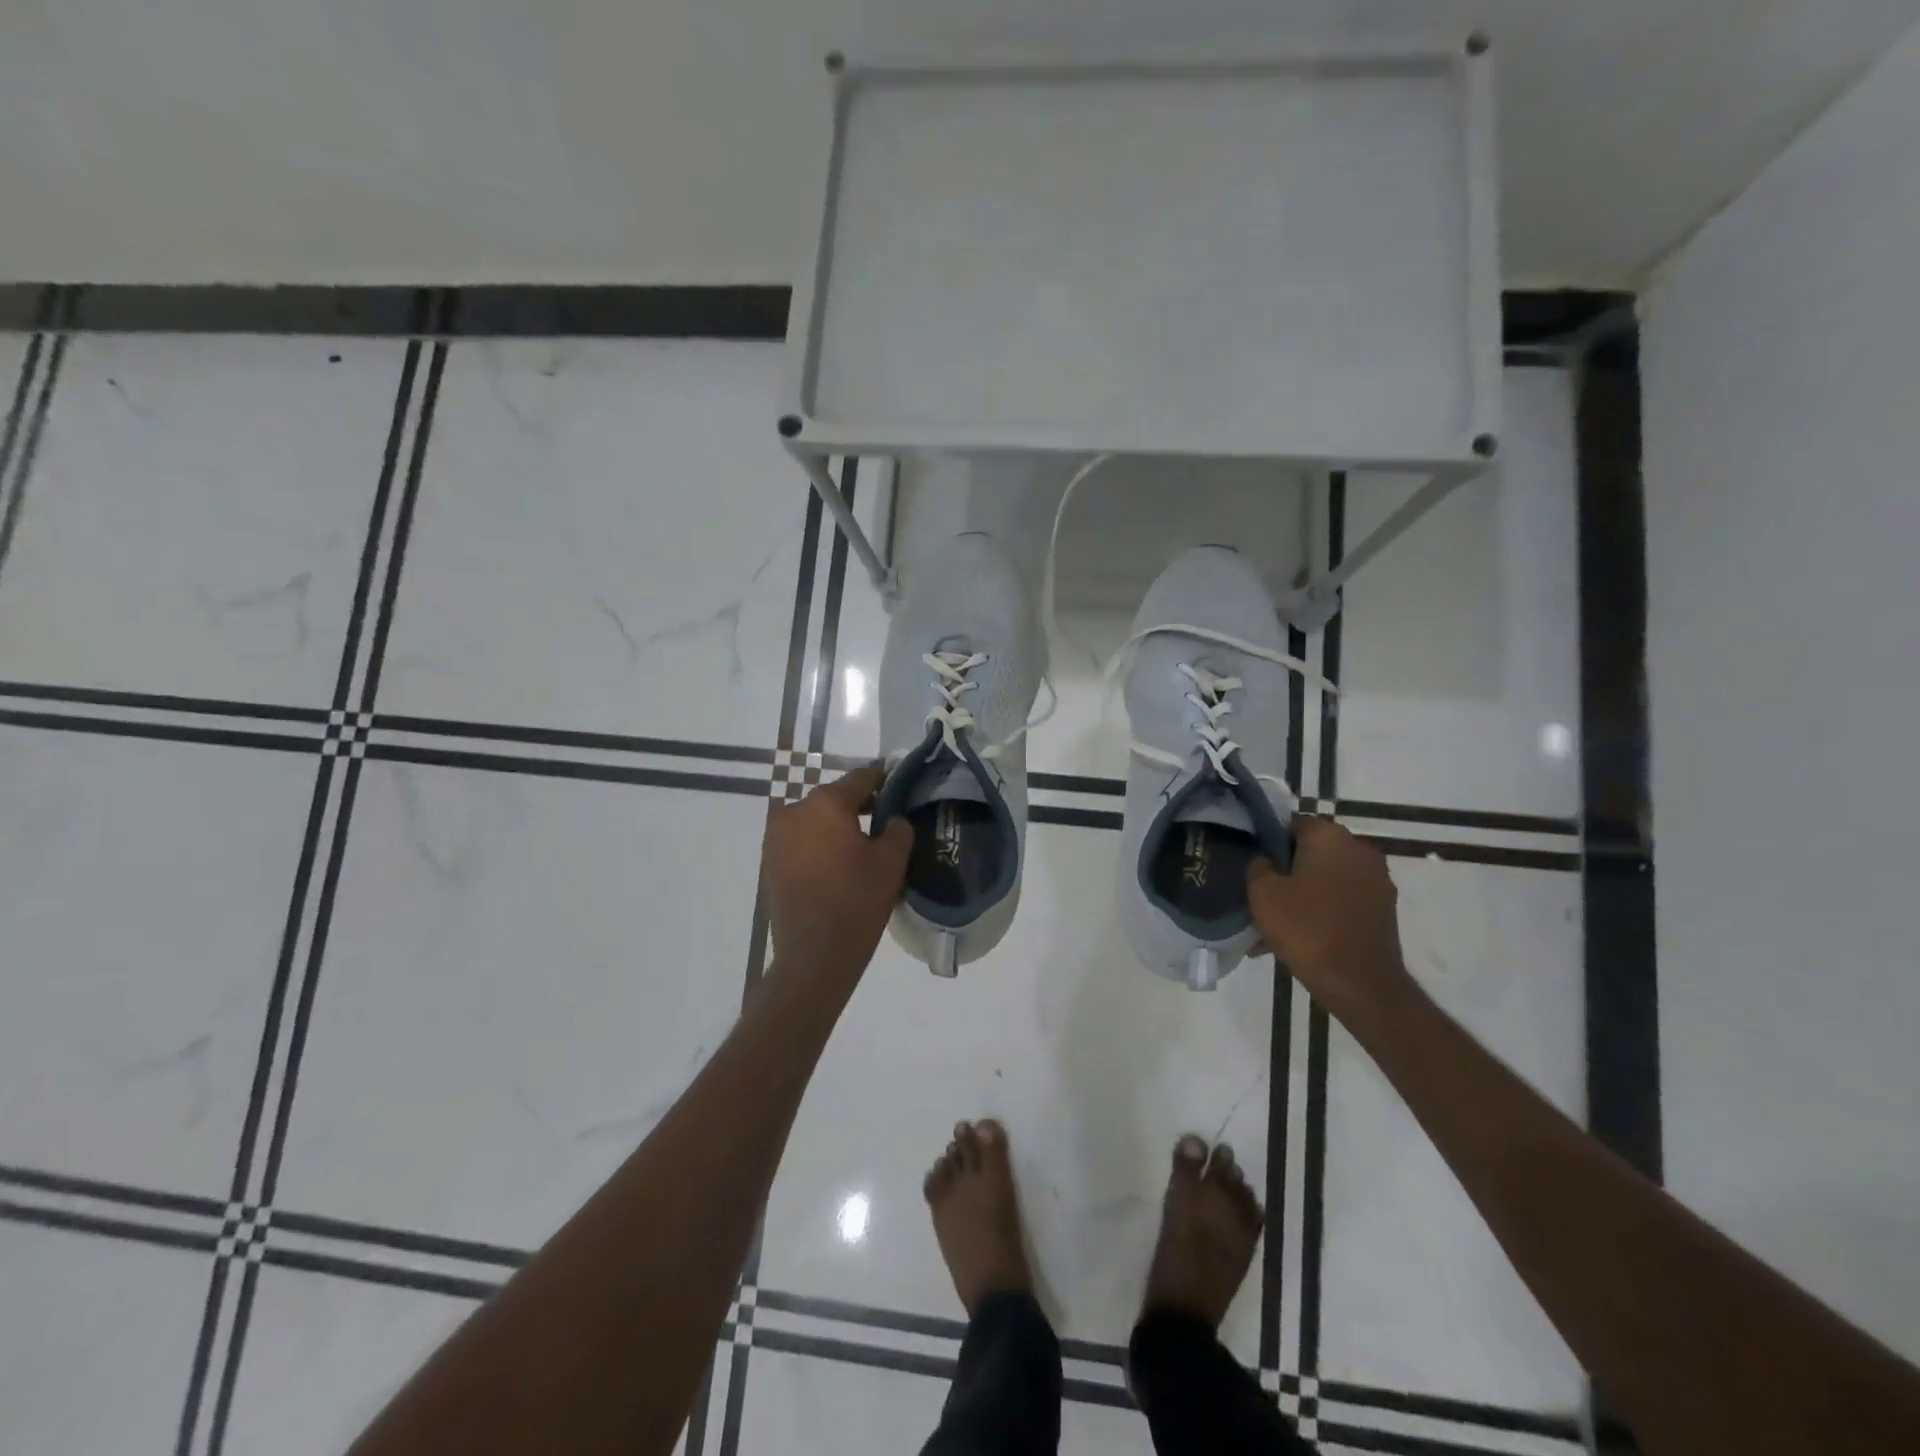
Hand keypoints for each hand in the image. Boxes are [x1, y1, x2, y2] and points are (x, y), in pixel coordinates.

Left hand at [763, 763, 913, 982]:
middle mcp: (794, 810)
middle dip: (859, 805)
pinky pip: (800, 841)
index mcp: (826, 803)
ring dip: (836, 826)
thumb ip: (898, 828)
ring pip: (815, 820)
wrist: (814, 955)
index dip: (884, 778)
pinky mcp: (769, 861)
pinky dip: (818, 844)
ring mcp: (776, 837)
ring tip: (860, 845)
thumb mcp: (891, 862)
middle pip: (834, 798)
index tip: (899, 781)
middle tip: (885, 819)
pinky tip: (837, 864)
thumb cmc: (857, 901)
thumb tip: (893, 819)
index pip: (861, 778)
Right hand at [1247, 817, 1411, 1019]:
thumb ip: (1257, 866)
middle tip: (1262, 894)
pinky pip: (1343, 900)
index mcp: (1330, 836)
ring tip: (1278, 921)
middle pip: (1312, 851)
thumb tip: (1264, 860)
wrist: (1359, 983)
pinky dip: (1323, 910)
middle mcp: (1359, 850)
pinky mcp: (1383, 909)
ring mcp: (1377, 881)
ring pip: (1327, 878)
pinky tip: (1301, 936)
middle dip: (1287, 870)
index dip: (1268, 842)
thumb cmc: (1306, 928)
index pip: (1291, 824)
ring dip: (1305, 892)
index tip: (1252, 865)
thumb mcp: (1262, 893)